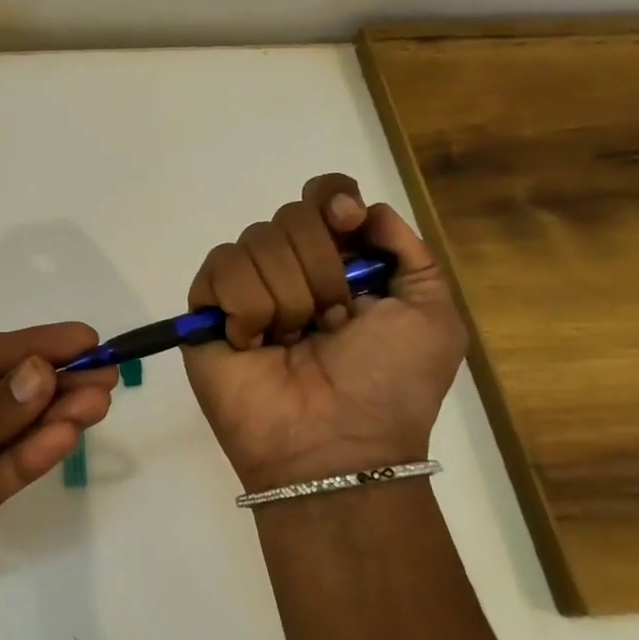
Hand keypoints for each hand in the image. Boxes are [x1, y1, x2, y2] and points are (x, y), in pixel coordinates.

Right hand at [182, 174, 467, 489]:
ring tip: (293, 342)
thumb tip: (363, 210)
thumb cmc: (390, 385)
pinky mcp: (207, 308)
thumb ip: (409, 252)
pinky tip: (254, 344)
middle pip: (291, 215)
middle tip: (332, 322)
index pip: (322, 196)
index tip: (347, 225)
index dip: (331, 199)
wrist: (335, 443)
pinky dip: (246, 308)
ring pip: (256, 241)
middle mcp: (291, 267)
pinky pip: (221, 268)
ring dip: (288, 298)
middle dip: (321, 270)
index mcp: (341, 263)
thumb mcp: (431, 317)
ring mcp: (246, 287)